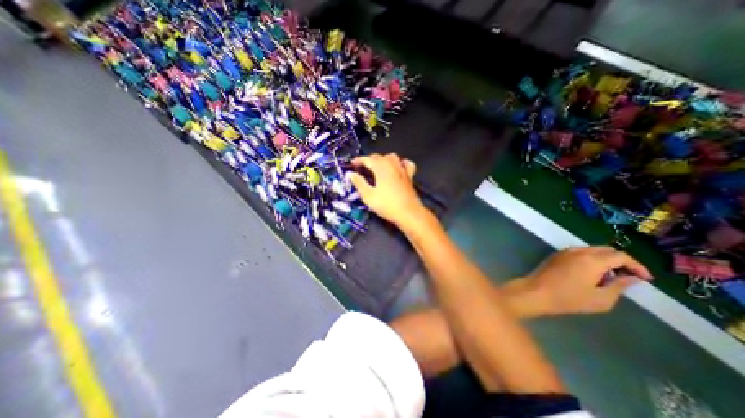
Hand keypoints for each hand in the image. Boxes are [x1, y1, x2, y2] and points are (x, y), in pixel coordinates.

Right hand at [347, 152, 423, 224]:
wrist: (408, 213)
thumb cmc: (387, 205)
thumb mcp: (368, 196)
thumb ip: (359, 183)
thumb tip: (351, 174)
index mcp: (381, 167)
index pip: (367, 159)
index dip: (359, 160)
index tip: (352, 164)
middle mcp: (392, 164)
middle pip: (379, 157)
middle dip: (369, 160)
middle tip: (362, 167)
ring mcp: (402, 169)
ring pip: (392, 157)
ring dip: (383, 159)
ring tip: (377, 167)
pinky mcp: (409, 176)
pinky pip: (405, 164)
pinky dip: (400, 163)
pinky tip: (398, 167)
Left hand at [519, 247, 653, 313]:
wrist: (536, 291)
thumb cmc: (569, 298)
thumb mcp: (601, 298)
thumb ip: (619, 286)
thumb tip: (632, 277)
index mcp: (592, 259)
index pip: (621, 256)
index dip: (637, 266)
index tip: (646, 279)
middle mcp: (578, 251)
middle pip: (606, 250)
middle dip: (621, 261)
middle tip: (627, 277)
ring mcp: (565, 251)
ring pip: (591, 250)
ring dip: (604, 260)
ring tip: (608, 277)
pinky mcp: (556, 255)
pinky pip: (578, 252)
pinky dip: (590, 259)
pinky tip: (590, 274)